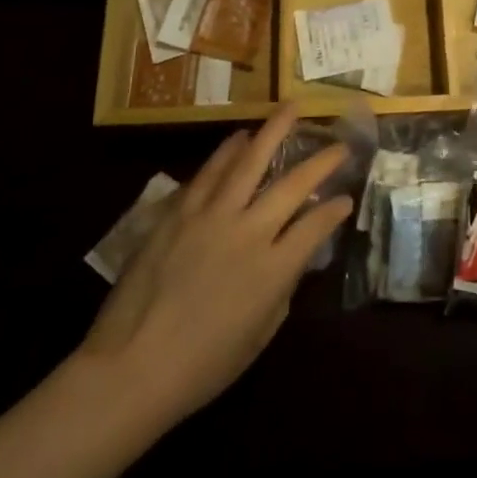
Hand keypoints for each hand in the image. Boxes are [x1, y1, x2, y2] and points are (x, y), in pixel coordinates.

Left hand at [81, 105, 352, 426]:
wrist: (130, 368)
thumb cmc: (200, 368)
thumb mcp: (258, 337)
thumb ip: (280, 292)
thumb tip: (289, 260)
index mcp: (273, 270)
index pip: (316, 226)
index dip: (335, 209)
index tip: (346, 198)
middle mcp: (248, 233)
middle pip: (292, 184)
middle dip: (321, 160)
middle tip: (338, 142)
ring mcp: (211, 217)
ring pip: (249, 162)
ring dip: (272, 132)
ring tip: (289, 109)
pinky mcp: (178, 212)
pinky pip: (208, 173)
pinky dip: (227, 152)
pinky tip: (239, 138)